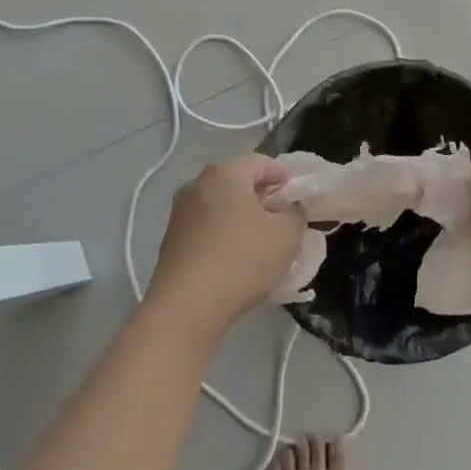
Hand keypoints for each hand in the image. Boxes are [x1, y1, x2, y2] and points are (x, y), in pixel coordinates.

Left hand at [147, 153, 302, 336]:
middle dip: (263, 199)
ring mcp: (180, 212)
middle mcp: (197, 184)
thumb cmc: (242, 260)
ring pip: (221, 206)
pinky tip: (236, 262)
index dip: (285, 177)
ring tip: (262, 246)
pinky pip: (207, 228)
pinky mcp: (171, 240)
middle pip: (239, 183)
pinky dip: (224, 236)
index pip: (262, 162)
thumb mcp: (287, 235)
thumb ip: (295, 213)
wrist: (186, 307)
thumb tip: (287, 209)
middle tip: (284, 223)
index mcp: (225, 173)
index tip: (299, 200)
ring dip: (243, 219)